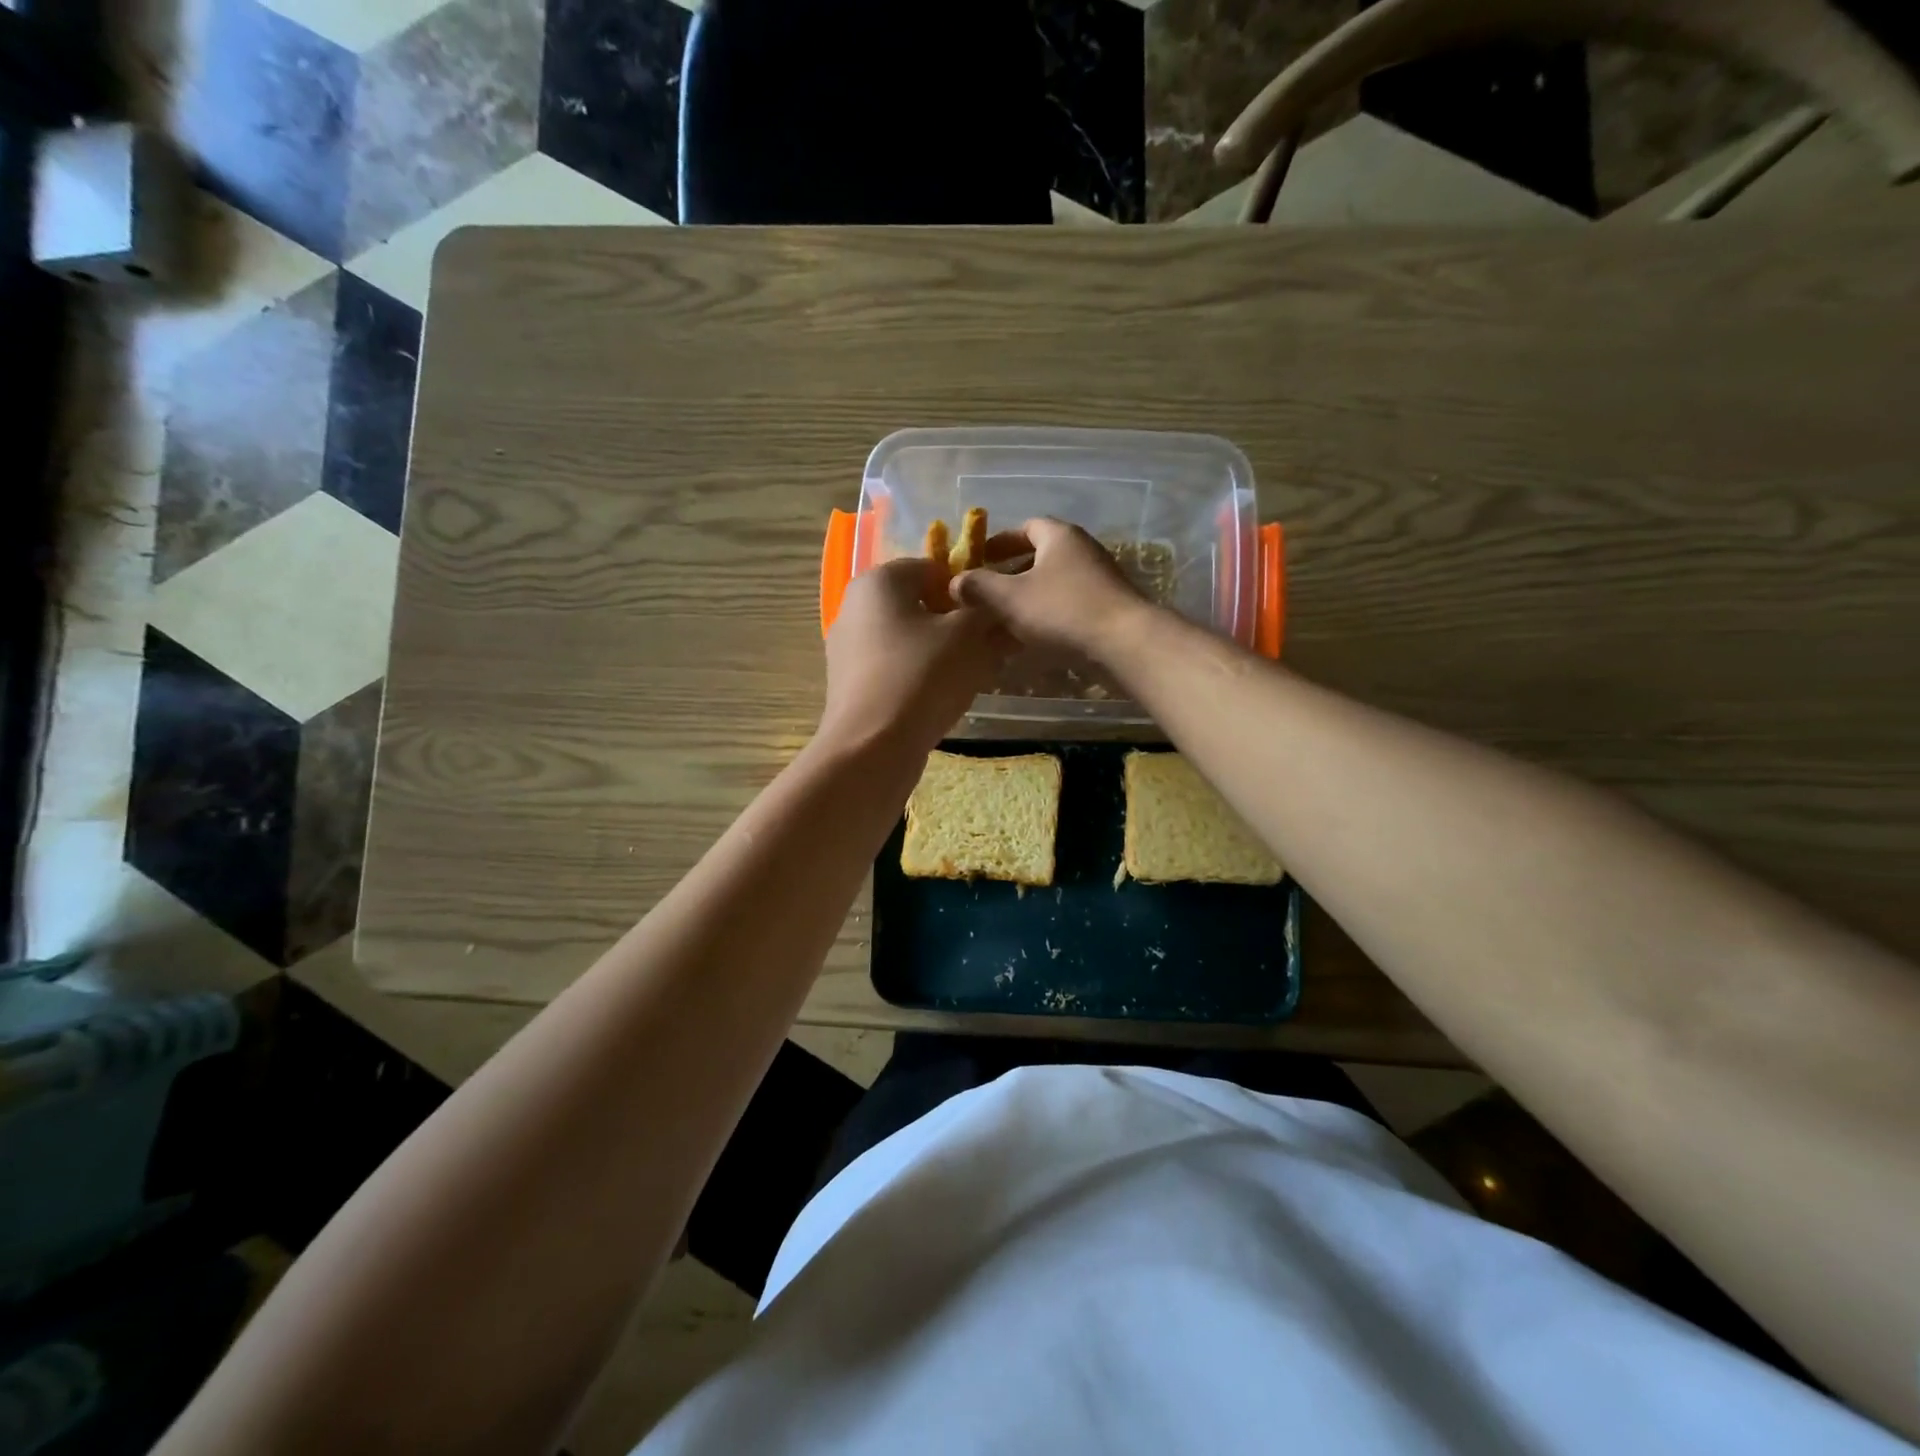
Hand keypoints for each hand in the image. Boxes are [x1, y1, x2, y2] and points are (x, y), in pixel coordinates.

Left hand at [820, 557, 1013, 757]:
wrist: (872, 748)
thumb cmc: (922, 677)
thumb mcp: (970, 637)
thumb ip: (988, 613)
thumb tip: (1001, 607)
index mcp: (879, 581)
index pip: (934, 568)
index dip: (970, 590)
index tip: (994, 617)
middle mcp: (856, 606)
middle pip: (920, 605)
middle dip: (958, 623)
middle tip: (989, 648)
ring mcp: (848, 648)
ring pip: (909, 638)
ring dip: (943, 651)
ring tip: (972, 676)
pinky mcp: (851, 684)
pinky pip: (895, 667)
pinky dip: (920, 675)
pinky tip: (942, 698)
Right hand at [951, 518, 1150, 659]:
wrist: (1124, 643)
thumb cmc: (1062, 611)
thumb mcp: (1009, 598)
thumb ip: (979, 587)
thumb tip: (955, 582)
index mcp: (1059, 536)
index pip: (1026, 527)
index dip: (1000, 542)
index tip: (980, 559)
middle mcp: (1082, 550)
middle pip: (1040, 556)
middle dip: (1012, 573)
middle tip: (987, 593)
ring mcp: (1099, 579)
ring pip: (1053, 583)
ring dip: (1028, 598)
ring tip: (1004, 620)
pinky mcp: (1107, 607)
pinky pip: (1068, 605)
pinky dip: (1047, 615)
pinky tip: (1032, 638)